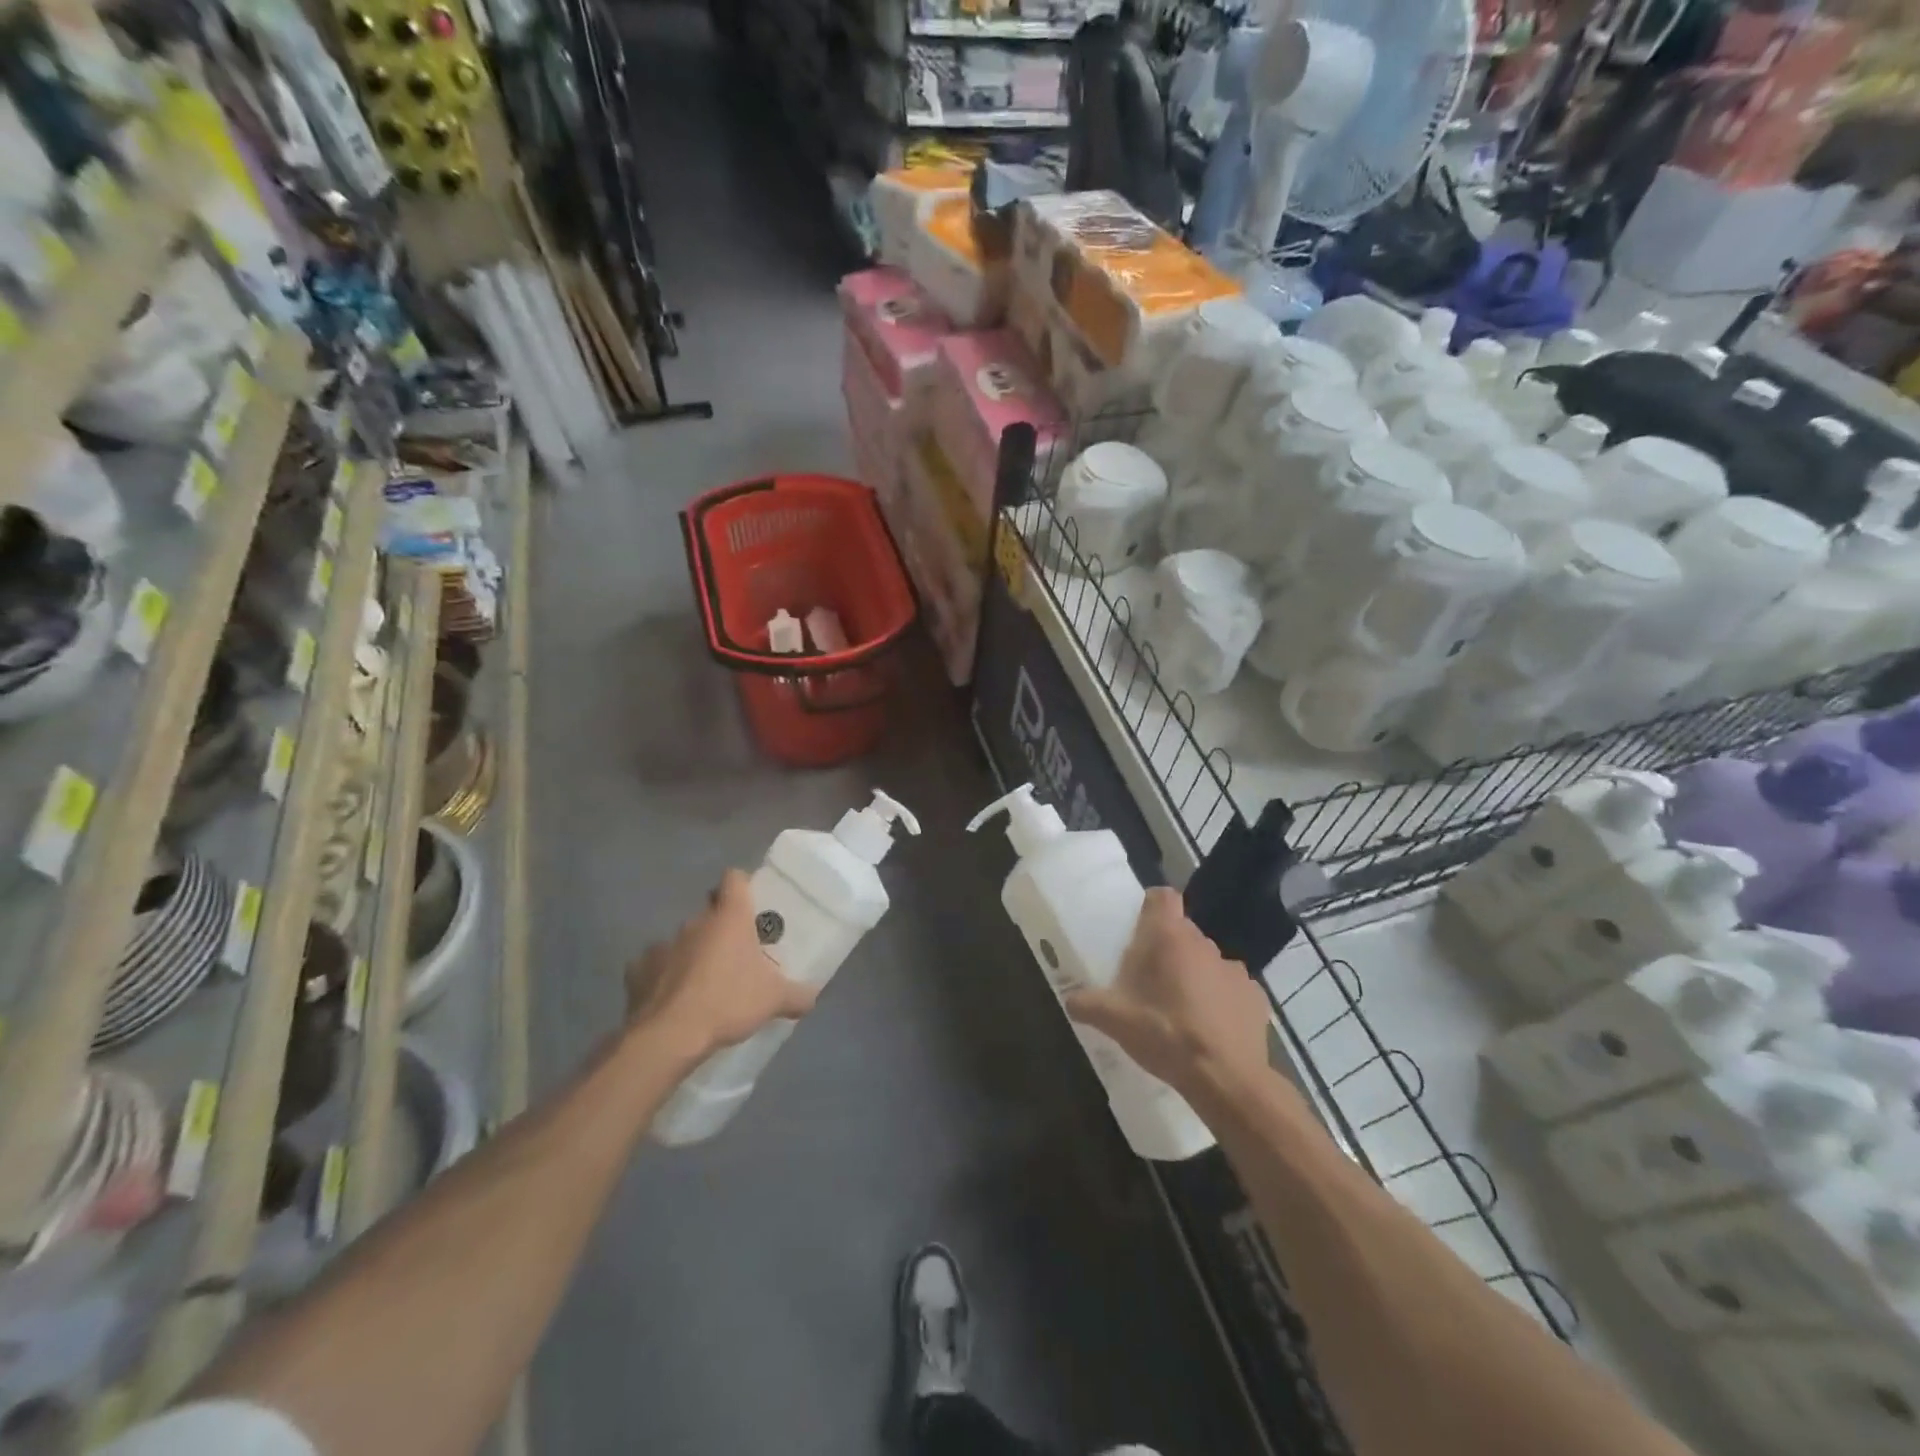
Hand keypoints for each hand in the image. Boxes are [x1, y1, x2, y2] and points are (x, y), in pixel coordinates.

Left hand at [624, 871, 817, 1064]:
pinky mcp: (637, 969)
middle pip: (709, 912)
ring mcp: (662, 944)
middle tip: (734, 955)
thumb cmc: (729, 1002)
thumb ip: (798, 995)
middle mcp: (695, 922)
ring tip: (702, 984)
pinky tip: (671, 999)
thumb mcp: (775, 1000)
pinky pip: (654, 966)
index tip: (749, 904)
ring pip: (682, 940)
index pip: (734, 879)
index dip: (741, 886)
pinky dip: (662, 977)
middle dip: (720, 929)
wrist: (669, 1036)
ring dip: (692, 954)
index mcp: (729, 917)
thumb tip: (812, 996)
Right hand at [1064, 888, 1270, 1101]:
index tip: (1140, 930)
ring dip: (1195, 976)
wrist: (1224, 1078)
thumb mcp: (1114, 1021)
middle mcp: (1203, 944)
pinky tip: (1210, 1029)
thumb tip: (1069, 999)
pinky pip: (1231, 989)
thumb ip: (1087, 1004)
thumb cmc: (1164, 1034)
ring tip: (1181, 1010)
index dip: (1152, 907)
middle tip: (1150, 983)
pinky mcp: (1255, 997)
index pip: (1163, 897)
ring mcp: (1234, 970)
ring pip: (1207, 962)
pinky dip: (1221, 1001)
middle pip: (1182, 933)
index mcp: (1169, 938)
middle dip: (1168, 951)